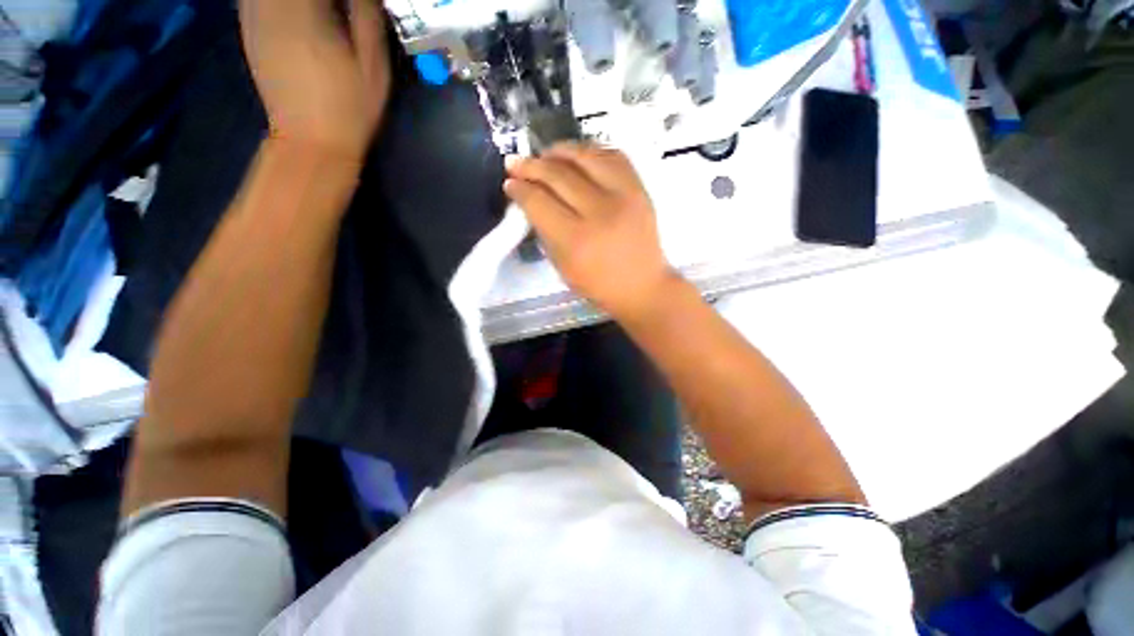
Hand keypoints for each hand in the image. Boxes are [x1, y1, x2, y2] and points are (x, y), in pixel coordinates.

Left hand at [239, 0, 390, 160]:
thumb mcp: (372, 65)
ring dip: (297, 0)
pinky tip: (293, 12)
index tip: (348, 1)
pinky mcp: (248, 29)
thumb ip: (366, 14)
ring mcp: (253, 15)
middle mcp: (271, 4)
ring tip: (319, 11)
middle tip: (336, 6)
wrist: (311, 142)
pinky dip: (276, 1)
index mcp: (305, 9)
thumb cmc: (350, 107)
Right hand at [505, 143, 676, 319]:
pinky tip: (577, 156)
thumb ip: (545, 231)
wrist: (642, 286)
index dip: (519, 189)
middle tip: (516, 163)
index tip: (509, 183)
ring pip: (585, 156)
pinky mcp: (639, 189)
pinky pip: (612, 155)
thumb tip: (529, 200)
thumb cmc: (598, 285)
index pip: (539, 201)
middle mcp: (599, 212)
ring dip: (559, 151)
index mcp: (576, 240)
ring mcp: (623, 196)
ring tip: (545, 154)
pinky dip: (590, 151)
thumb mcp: (562, 266)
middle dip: (531, 166)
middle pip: (558, 175)